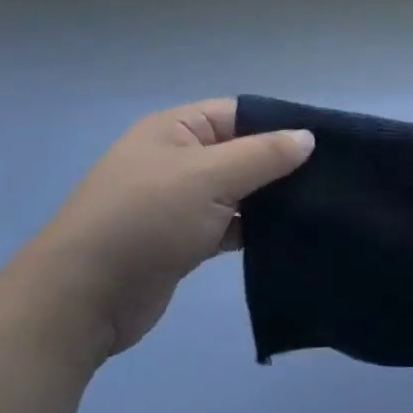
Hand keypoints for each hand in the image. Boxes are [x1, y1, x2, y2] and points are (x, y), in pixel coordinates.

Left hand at [23, 99, 313, 358]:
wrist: (83, 299)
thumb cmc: (146, 220)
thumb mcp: (209, 177)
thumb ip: (263, 155)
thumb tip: (307, 137)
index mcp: (176, 129)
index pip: (239, 113)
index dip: (279, 124)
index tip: (323, 143)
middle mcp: (177, 159)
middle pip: (240, 152)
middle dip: (279, 164)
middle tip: (328, 178)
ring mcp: (178, 201)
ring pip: (237, 190)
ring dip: (269, 199)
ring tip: (318, 205)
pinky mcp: (182, 240)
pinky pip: (228, 223)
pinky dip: (253, 228)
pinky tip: (287, 236)